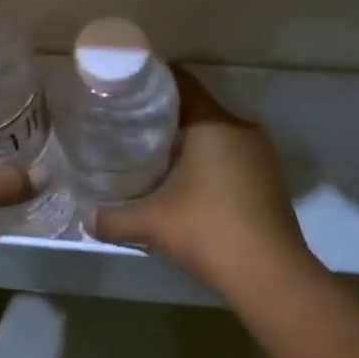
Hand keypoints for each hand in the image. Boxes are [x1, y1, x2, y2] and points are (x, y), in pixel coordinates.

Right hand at [95, 70, 317, 295]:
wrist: (271, 276)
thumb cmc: (209, 231)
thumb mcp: (152, 224)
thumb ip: (114, 219)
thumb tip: (87, 219)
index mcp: (214, 123)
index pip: (182, 82)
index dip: (153, 81)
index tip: (126, 89)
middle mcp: (241, 129)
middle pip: (198, 108)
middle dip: (165, 115)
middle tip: (130, 126)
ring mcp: (260, 155)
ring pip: (216, 134)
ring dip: (189, 142)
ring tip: (153, 154)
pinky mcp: (269, 179)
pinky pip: (232, 155)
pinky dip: (208, 161)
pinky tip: (186, 184)